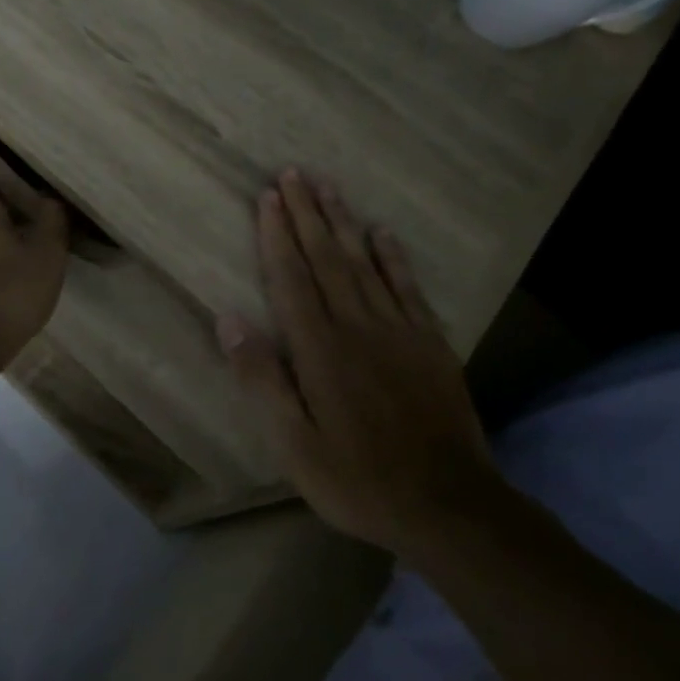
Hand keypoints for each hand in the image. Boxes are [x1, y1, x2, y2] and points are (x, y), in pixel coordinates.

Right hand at [218, 169, 498, 555]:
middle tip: (293, 174)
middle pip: (327, 258)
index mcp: (320, 349)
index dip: (277, 235)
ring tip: (328, 187)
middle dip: (307, 213)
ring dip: (343, 222)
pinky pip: (408, 287)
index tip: (268, 197)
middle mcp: (358, 326)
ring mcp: (399, 331)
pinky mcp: (430, 343)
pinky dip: (393, 256)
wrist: (450, 507)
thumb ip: (262, 379)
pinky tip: (382, 232)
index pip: (292, 278)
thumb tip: (229, 320)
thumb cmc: (358, 479)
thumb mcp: (295, 444)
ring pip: (365, 263)